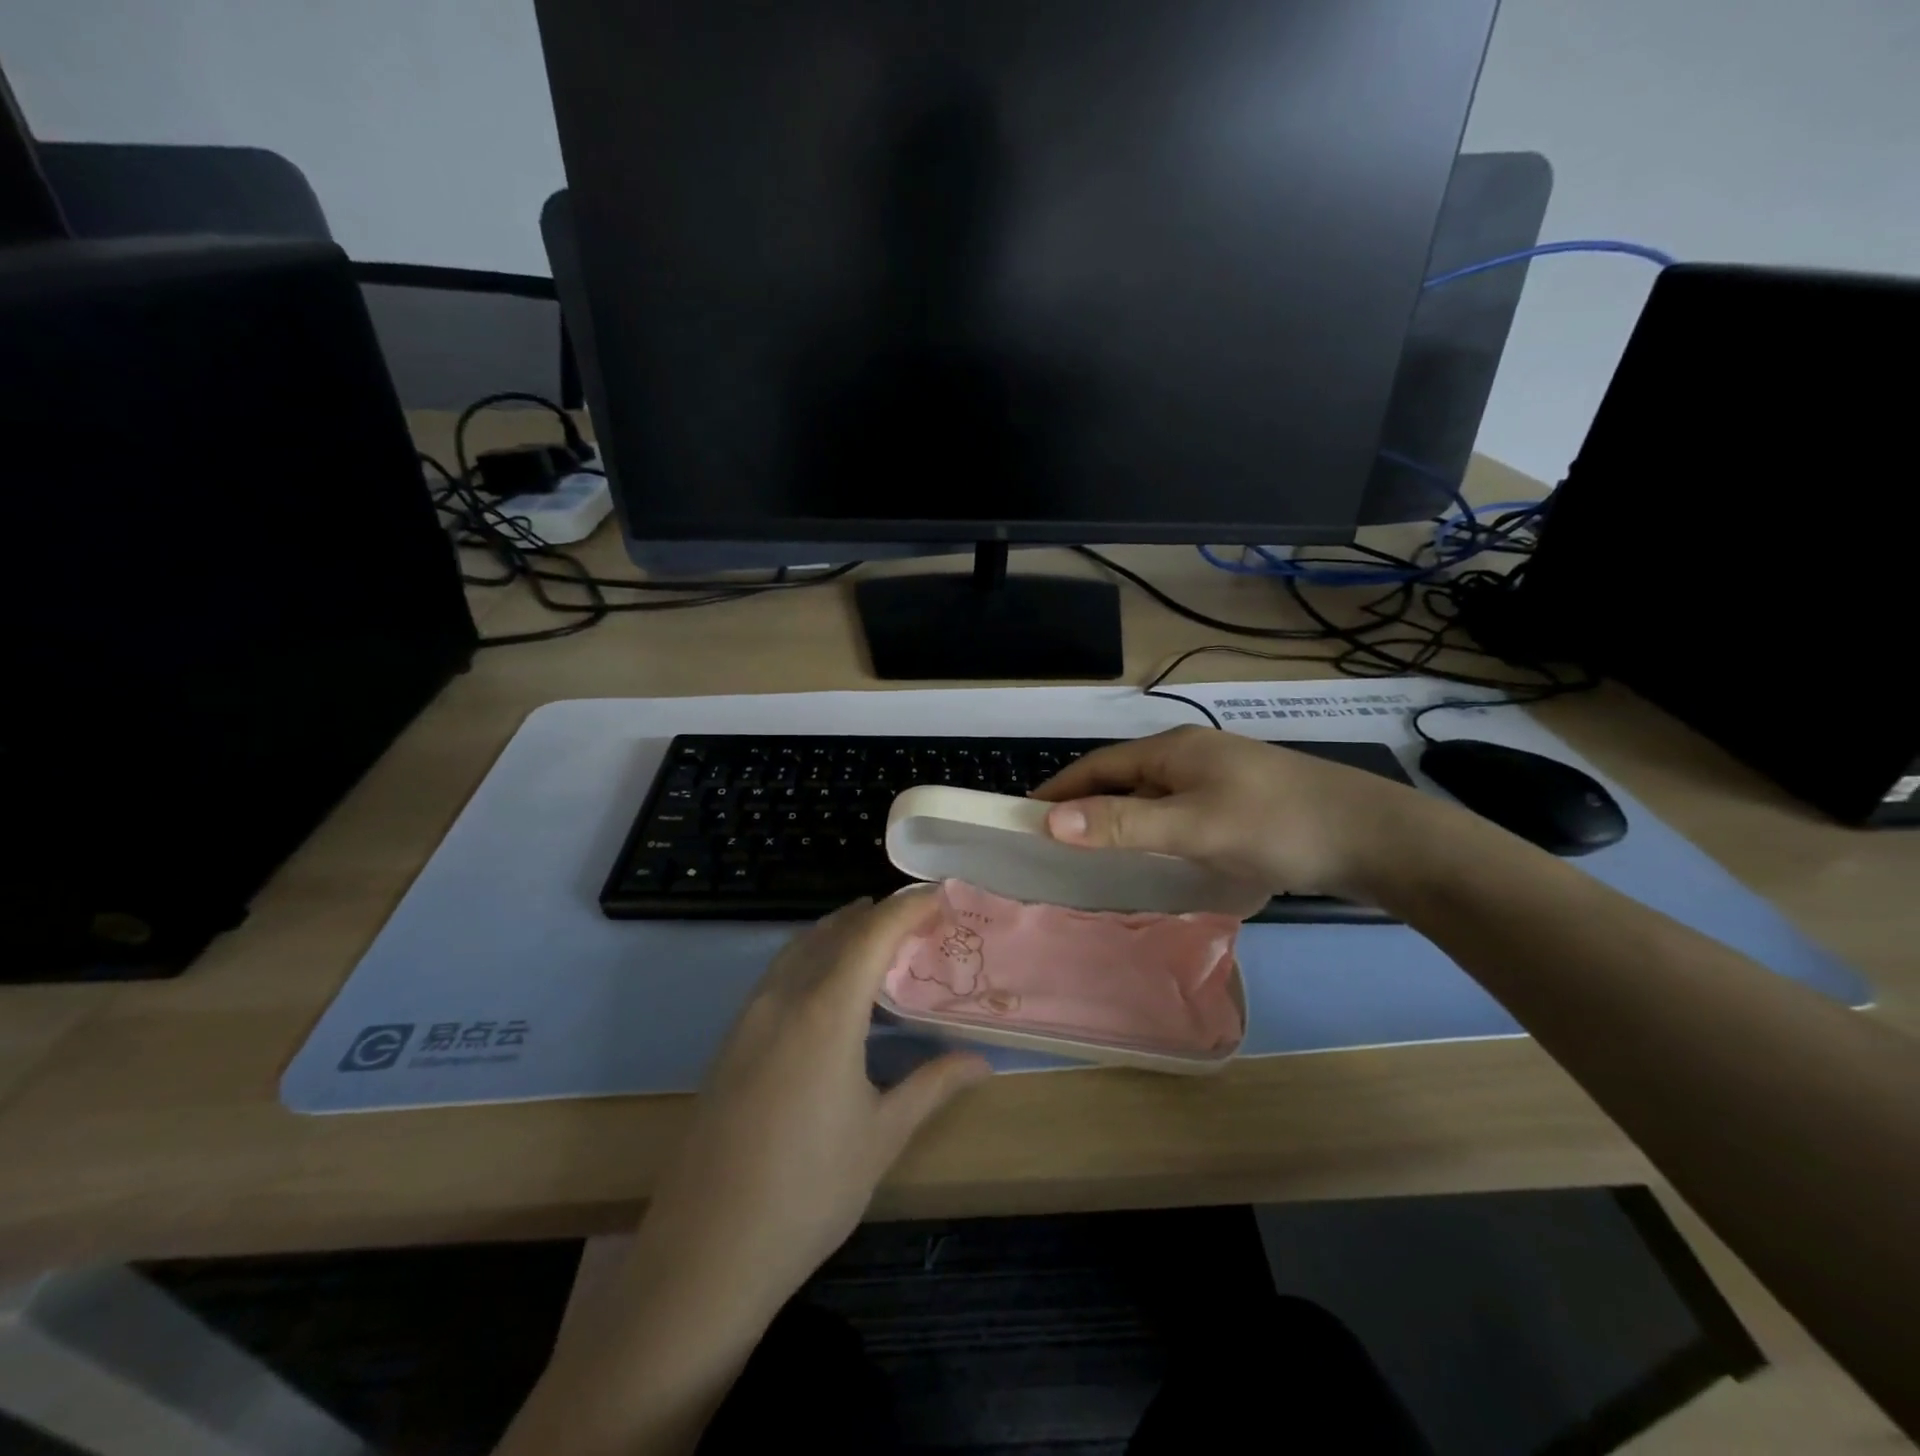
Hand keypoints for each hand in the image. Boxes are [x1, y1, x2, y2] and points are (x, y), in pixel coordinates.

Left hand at [641, 891, 991, 1316]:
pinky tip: (828, 985)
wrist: (704, 1254)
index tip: (941, 894)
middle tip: (917, 917)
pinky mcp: (730, 1041)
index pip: (873, 933)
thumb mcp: (881, 1137)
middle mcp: (783, 998)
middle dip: (877, 913)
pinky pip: (778, 973)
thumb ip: (932, 1085)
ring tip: (876, 935)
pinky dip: (812, 956)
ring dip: (840, 929)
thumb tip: (981, 1061)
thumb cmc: (808, 1192)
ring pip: (799, 947)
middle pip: (833, 930)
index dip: (908, 907)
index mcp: (825, 1010)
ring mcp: (749, 1017)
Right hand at [1031, 726, 1431, 900]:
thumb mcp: (1194, 826)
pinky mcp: (1240, 803)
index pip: (1098, 765)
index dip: (1060, 789)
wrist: (1374, 837)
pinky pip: (1178, 812)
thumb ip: (1125, 824)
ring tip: (1094, 854)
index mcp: (1173, 750)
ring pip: (1152, 797)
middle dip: (1086, 805)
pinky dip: (1152, 830)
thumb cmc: (1276, 824)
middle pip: (1122, 779)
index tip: (1024, 815)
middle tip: (1053, 843)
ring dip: (1119, 819)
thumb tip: (1052, 821)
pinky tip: (1154, 857)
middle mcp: (1191, 755)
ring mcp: (1218, 778)